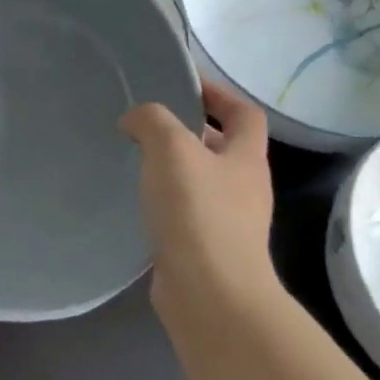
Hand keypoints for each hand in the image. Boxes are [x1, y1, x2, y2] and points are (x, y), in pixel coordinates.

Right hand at [120, 80, 276, 307]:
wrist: (210, 295)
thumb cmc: (198, 213)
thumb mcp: (172, 149)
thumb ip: (152, 121)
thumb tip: (136, 121)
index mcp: (246, 158)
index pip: (244, 113)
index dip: (219, 93)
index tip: (182, 84)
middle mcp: (244, 188)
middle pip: (222, 147)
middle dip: (189, 131)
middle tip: (147, 123)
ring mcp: (228, 222)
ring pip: (200, 181)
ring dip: (172, 168)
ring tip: (133, 158)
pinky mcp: (205, 250)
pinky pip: (184, 212)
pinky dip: (162, 201)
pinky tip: (135, 201)